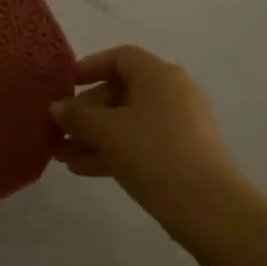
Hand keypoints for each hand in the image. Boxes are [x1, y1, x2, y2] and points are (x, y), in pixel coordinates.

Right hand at [51, 46, 245, 231]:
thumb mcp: (108, 132)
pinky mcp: (183, 152)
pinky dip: (115, 150)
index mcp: (158, 74)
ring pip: (128, 121)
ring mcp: (180, 123)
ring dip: (95, 135)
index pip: (119, 57)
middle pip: (121, 91)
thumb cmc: (154, 154)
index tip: (64, 85)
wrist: (209, 208)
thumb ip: (78, 116)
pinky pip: (141, 141)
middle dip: (86, 111)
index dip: (89, 67)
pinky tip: (85, 169)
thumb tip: (56, 107)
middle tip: (59, 130)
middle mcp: (172, 91)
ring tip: (63, 155)